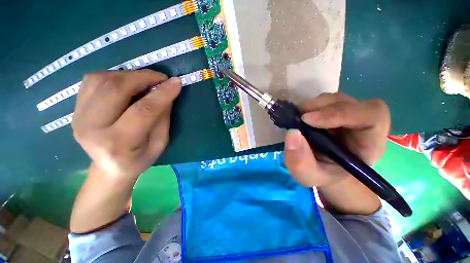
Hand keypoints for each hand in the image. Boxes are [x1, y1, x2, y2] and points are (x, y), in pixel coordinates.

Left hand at [72, 70, 180, 179]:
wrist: (109, 168)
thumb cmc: (139, 158)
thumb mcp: (160, 143)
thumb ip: (162, 118)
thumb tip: (166, 92)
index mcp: (119, 143)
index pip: (143, 110)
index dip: (162, 93)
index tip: (176, 82)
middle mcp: (92, 128)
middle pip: (116, 89)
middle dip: (143, 77)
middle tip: (161, 78)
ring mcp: (79, 116)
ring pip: (101, 80)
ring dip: (129, 75)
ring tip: (145, 81)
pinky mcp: (75, 108)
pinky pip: (92, 80)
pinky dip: (113, 76)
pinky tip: (127, 83)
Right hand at [284, 93, 389, 188]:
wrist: (324, 169)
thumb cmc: (323, 175)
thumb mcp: (309, 176)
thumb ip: (301, 162)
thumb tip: (292, 133)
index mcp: (369, 142)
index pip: (372, 115)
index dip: (340, 113)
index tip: (307, 120)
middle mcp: (361, 123)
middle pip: (348, 102)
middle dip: (320, 108)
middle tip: (296, 118)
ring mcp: (346, 114)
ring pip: (332, 100)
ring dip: (311, 107)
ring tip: (295, 120)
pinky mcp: (331, 111)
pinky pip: (321, 102)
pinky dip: (307, 107)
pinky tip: (297, 118)